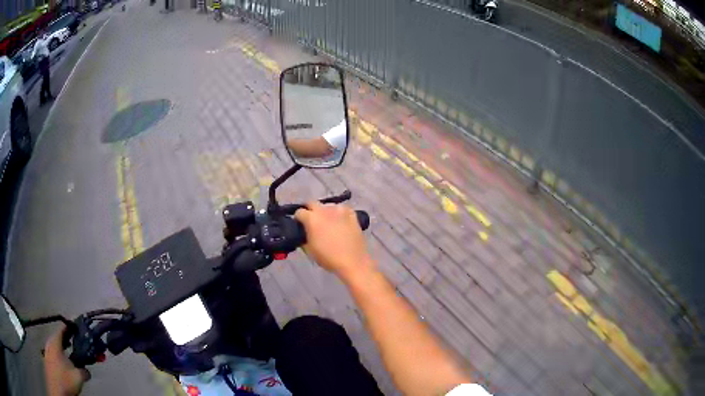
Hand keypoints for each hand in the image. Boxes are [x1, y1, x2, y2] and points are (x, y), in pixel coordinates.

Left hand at [44, 325, 90, 395]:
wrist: (56, 388)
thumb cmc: (65, 379)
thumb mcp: (78, 377)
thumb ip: (84, 372)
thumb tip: (87, 371)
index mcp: (55, 342)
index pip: (62, 329)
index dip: (69, 328)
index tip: (76, 327)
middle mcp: (49, 343)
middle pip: (58, 339)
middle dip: (66, 341)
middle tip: (74, 343)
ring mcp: (47, 352)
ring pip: (55, 347)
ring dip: (63, 350)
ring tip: (70, 356)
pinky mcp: (47, 361)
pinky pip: (54, 355)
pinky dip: (60, 357)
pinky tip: (65, 366)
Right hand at [295, 202, 376, 282]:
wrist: (352, 261)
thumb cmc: (328, 258)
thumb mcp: (309, 250)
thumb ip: (303, 238)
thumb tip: (303, 234)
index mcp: (312, 219)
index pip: (299, 212)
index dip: (298, 219)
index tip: (299, 225)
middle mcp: (324, 210)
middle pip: (312, 203)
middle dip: (309, 210)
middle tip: (311, 221)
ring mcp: (339, 210)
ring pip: (328, 205)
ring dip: (324, 211)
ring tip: (327, 222)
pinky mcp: (352, 214)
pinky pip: (342, 209)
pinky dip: (339, 213)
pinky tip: (340, 221)